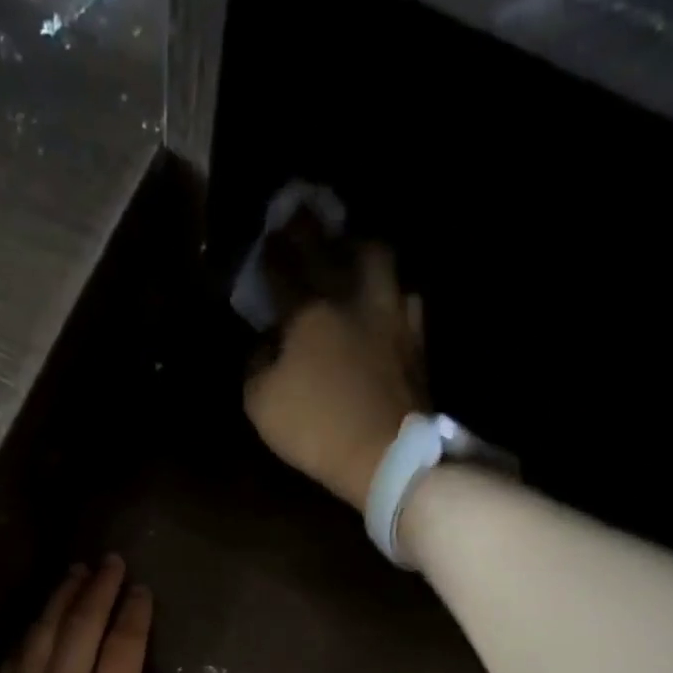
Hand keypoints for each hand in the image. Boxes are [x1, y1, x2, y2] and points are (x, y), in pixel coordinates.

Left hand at [0, 556, 173, 672]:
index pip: (124, 644)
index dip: (134, 612)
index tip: (140, 589)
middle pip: (82, 625)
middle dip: (99, 589)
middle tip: (110, 562)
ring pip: (43, 632)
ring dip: (62, 598)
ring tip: (75, 573)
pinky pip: (14, 658)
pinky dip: (30, 631)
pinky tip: (39, 618)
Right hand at [243, 243, 424, 514]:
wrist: (386, 455)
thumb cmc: (316, 428)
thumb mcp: (261, 402)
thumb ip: (257, 363)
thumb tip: (267, 342)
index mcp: (310, 311)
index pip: (285, 267)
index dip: (273, 250)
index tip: (265, 238)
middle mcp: (354, 298)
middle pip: (334, 247)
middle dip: (313, 229)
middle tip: (303, 218)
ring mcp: (391, 313)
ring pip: (379, 259)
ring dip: (359, 248)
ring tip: (350, 250)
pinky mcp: (415, 337)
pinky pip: (404, 296)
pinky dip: (389, 289)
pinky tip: (383, 298)